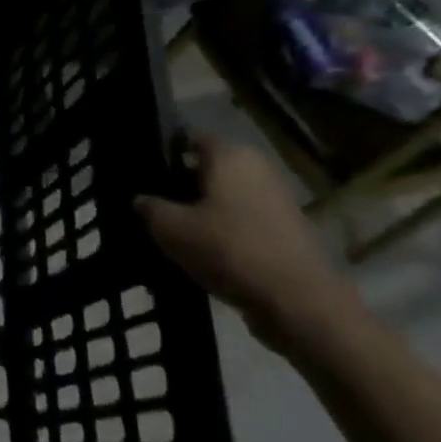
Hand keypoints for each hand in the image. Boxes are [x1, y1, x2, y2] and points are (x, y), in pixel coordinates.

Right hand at [136, 136, 354, 348]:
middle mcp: (257, 168)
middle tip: (152, 203)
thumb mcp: (168, 227)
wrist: (299, 303)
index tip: (142, 172)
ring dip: (202, 210)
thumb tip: (141, 200)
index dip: (163, 151)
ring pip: (225, 196)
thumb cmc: (228, 249)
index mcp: (230, 155)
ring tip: (173, 231)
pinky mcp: (288, 231)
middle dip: (181, 183)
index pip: (188, 138)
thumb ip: (148, 207)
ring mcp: (277, 200)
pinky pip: (243, 221)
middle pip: (208, 168)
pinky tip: (202, 251)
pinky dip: (223, 230)